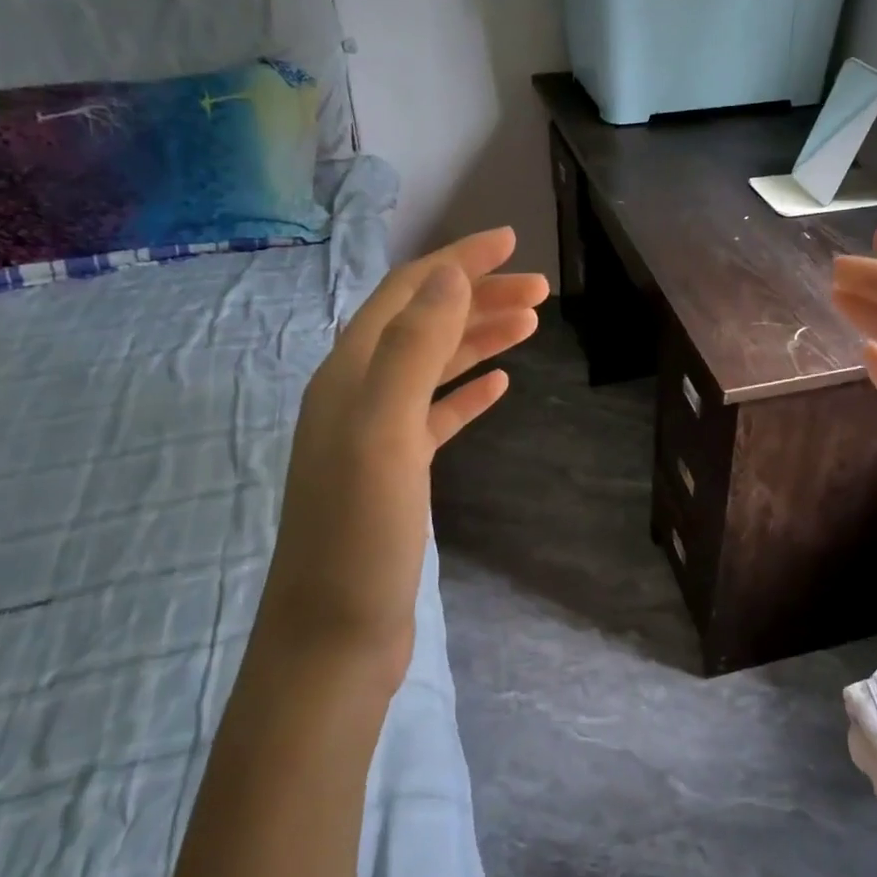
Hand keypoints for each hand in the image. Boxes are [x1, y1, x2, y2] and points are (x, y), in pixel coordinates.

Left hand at [262, 227, 547, 678]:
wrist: (335, 635)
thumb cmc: (361, 534)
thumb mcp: (385, 431)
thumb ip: (413, 350)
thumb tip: (447, 278)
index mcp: (350, 374)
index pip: (407, 294)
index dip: (457, 262)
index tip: (511, 241)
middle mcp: (357, 394)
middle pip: (424, 325)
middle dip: (478, 298)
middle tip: (540, 290)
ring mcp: (376, 435)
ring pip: (433, 368)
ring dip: (478, 339)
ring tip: (530, 325)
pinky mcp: (396, 473)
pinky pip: (436, 415)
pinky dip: (466, 393)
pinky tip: (499, 387)